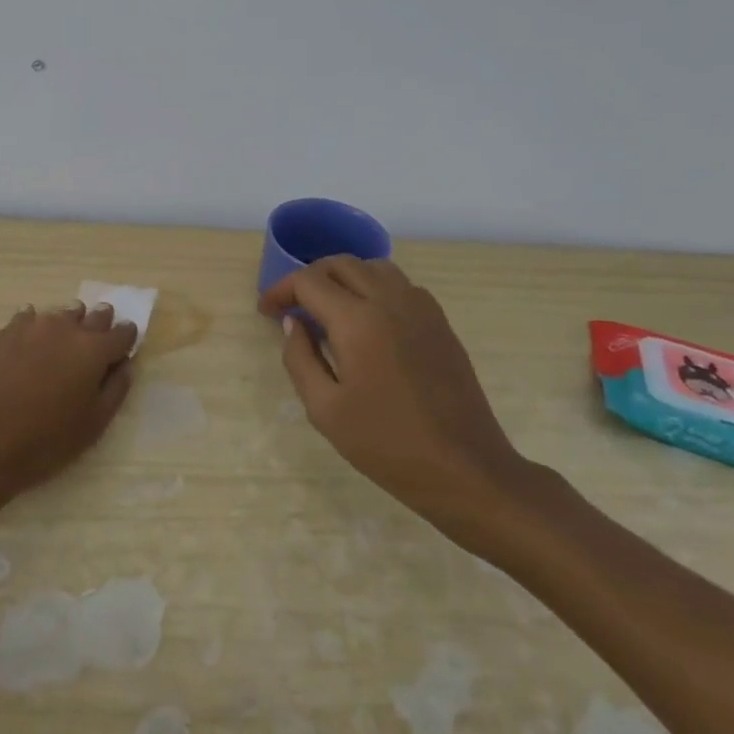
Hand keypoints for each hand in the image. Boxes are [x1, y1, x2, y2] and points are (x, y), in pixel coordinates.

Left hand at [0, 302, 137, 514]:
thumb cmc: (43, 441)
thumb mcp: (92, 426)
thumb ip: (115, 390)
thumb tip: (124, 366)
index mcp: (92, 350)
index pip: (121, 333)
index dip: (127, 337)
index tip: (126, 342)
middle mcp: (64, 328)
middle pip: (91, 316)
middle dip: (99, 322)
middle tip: (98, 332)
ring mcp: (28, 327)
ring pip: (57, 315)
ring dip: (65, 323)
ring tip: (63, 338)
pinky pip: (24, 321)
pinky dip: (31, 328)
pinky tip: (26, 342)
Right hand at [259, 257, 543, 550]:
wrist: (466, 469)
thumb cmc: (387, 444)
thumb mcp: (325, 409)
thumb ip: (299, 358)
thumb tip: (294, 323)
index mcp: (357, 320)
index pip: (308, 281)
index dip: (280, 290)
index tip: (267, 312)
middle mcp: (389, 300)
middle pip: (340, 264)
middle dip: (309, 278)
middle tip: (293, 306)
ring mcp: (420, 308)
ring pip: (373, 267)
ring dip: (343, 278)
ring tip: (329, 308)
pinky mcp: (440, 322)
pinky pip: (400, 285)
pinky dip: (374, 288)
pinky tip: (368, 321)